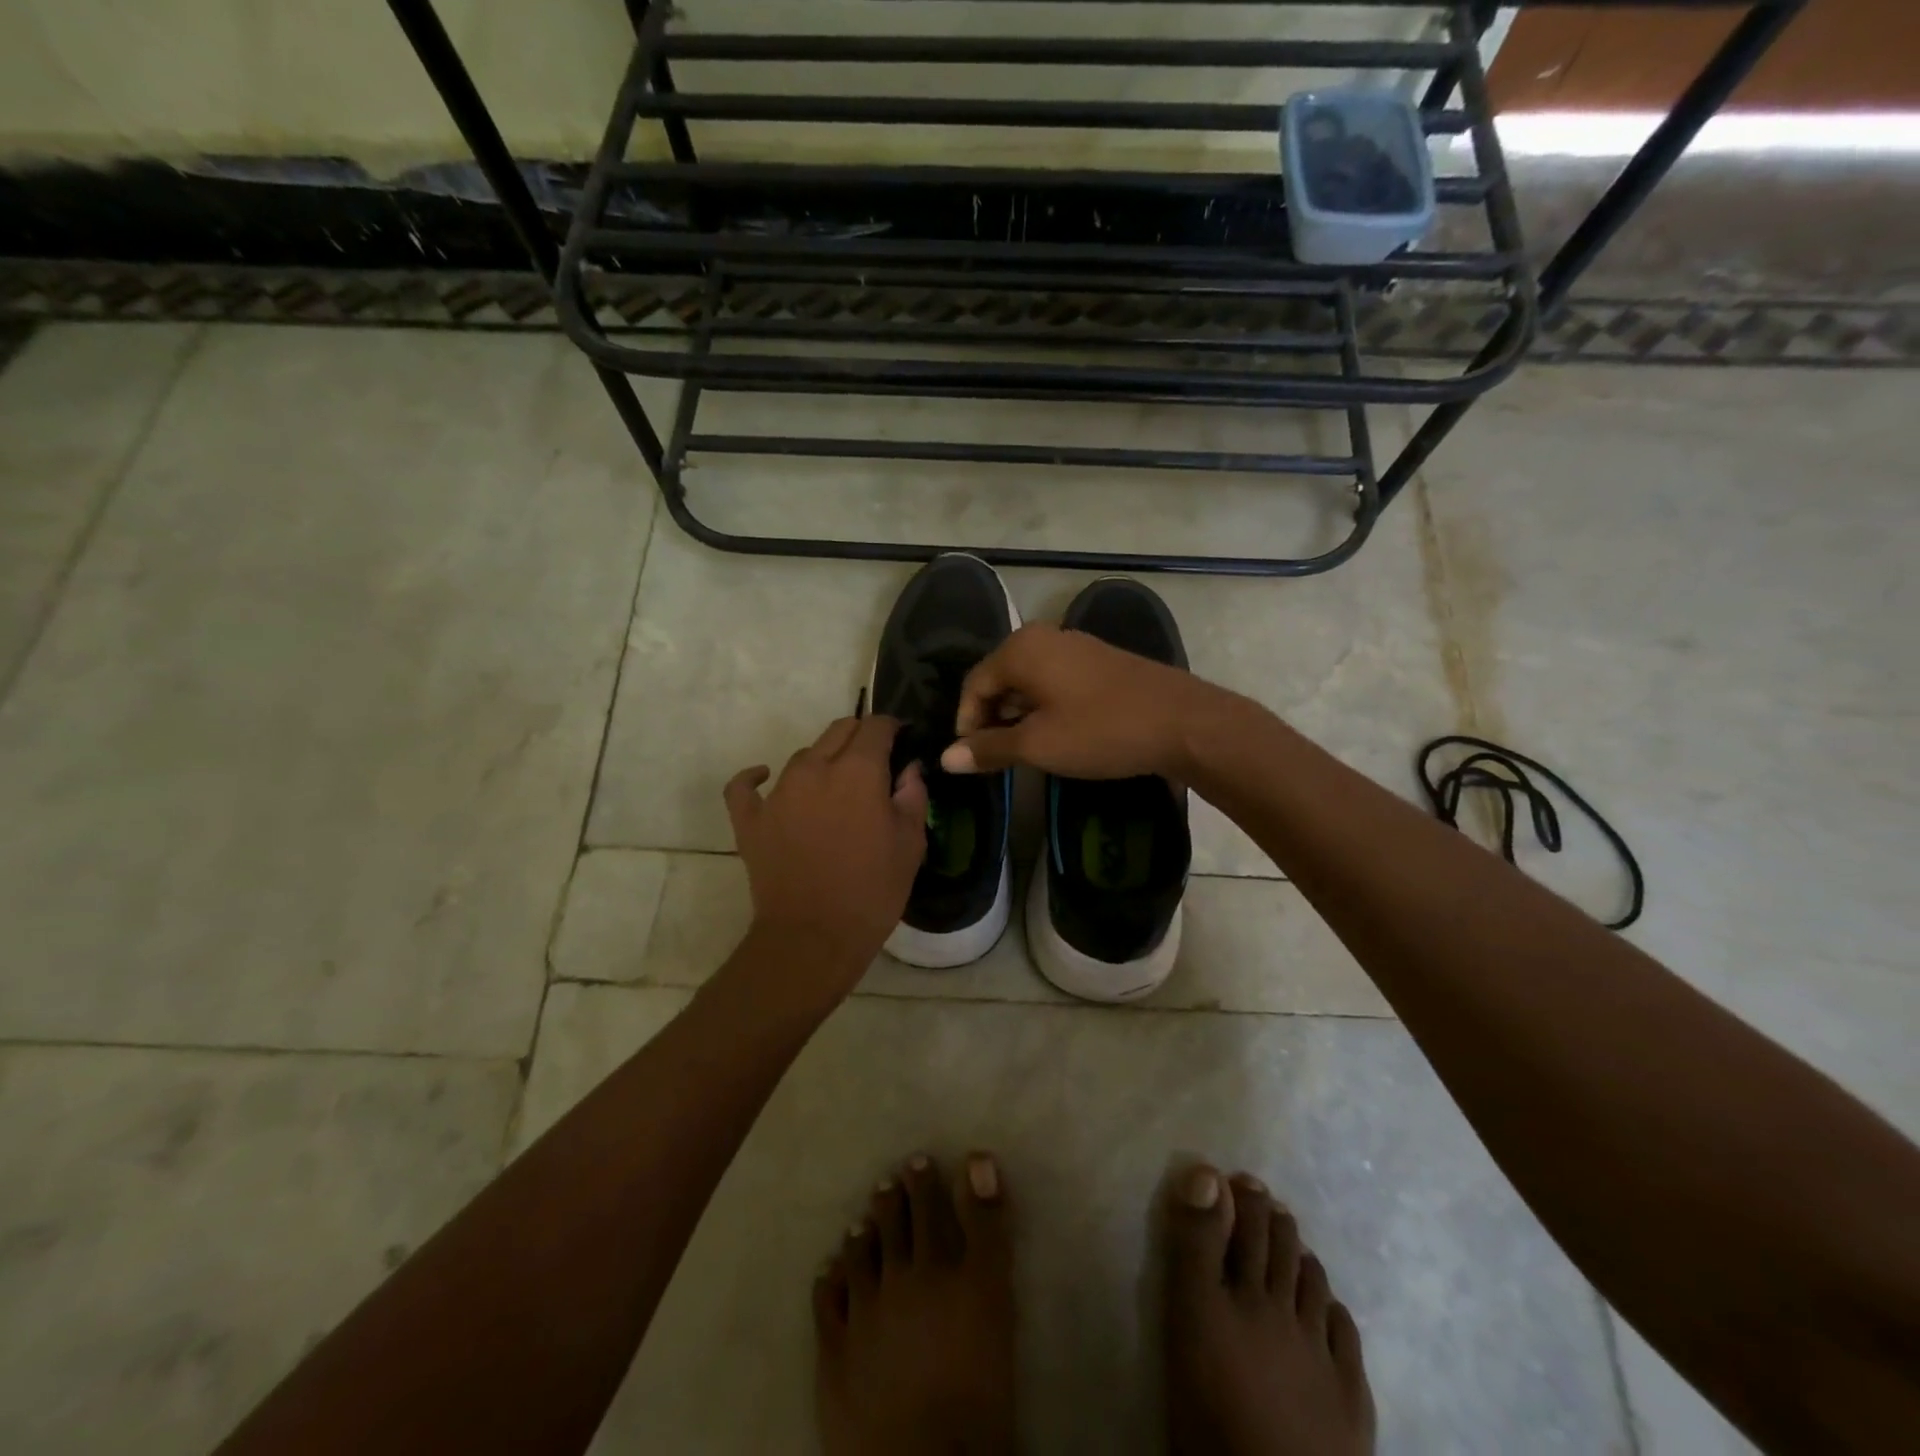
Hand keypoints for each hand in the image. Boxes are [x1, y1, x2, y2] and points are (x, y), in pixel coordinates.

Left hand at [724, 716, 928, 986]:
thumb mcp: (910, 844)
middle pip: (839, 731)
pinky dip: (755, 778)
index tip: (902, 741)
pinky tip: (763, 778)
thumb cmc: (872, 892)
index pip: (876, 727)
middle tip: (875, 763)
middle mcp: (815, 769)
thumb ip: (912, 795)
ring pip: (802, 756)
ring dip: (823, 761)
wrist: (813, 938)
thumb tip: (909, 768)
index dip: (893, 729)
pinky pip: (744, 786)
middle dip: (861, 737)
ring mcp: (777, 792)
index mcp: (858, 772)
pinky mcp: (750, 819)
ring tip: (835, 786)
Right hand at [941, 623, 1232, 779]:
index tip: (972, 759)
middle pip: (998, 679)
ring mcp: (1075, 646)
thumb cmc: (1101, 730)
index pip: (973, 685)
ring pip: (1028, 681)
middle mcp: (1044, 637)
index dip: (966, 723)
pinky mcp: (1098, 661)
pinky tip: (1056, 735)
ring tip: (1024, 751)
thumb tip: (945, 759)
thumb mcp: (1038, 745)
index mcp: (1021, 649)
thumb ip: (989, 748)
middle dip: (991, 719)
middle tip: (995, 757)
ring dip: (1018, 715)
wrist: (1183, 722)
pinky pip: (1054, 681)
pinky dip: (1043, 707)